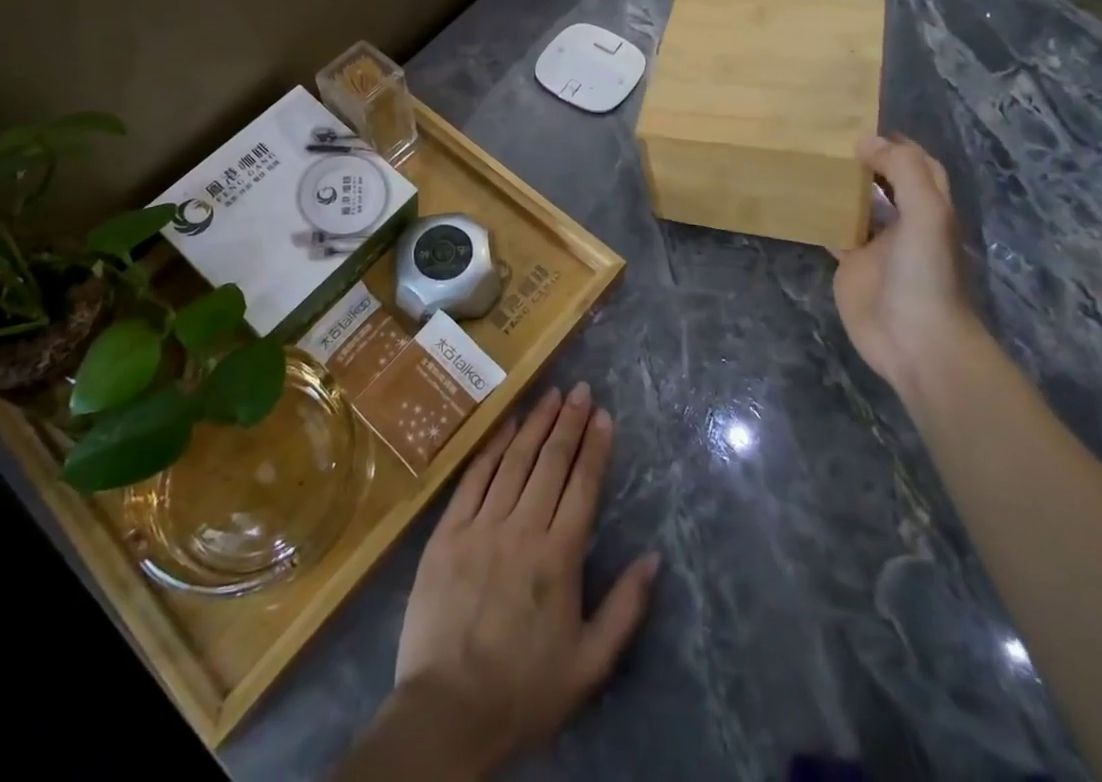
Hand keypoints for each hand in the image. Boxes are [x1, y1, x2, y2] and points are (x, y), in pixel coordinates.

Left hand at [392, 384, 660, 775]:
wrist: (447, 711)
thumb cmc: (524, 690)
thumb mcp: (589, 665)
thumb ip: (625, 608)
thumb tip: (653, 557)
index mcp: (559, 558)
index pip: (582, 485)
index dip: (595, 446)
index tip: (604, 415)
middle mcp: (522, 529)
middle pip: (550, 463)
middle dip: (569, 422)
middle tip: (581, 389)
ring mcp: (482, 525)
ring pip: (514, 461)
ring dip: (535, 424)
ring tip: (551, 395)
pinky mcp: (448, 531)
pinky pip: (474, 477)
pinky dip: (493, 447)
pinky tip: (506, 425)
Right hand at [831, 135, 978, 397]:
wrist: (917, 341)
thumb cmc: (926, 275)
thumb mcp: (926, 215)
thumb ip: (903, 172)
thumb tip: (866, 141)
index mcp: (929, 208)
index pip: (918, 165)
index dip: (896, 145)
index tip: (859, 126)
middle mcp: (904, 222)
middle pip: (885, 183)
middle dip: (863, 161)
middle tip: (824, 139)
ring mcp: (876, 245)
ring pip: (856, 205)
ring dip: (837, 186)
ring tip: (805, 161)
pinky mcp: (851, 266)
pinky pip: (833, 233)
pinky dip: (817, 217)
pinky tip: (794, 202)